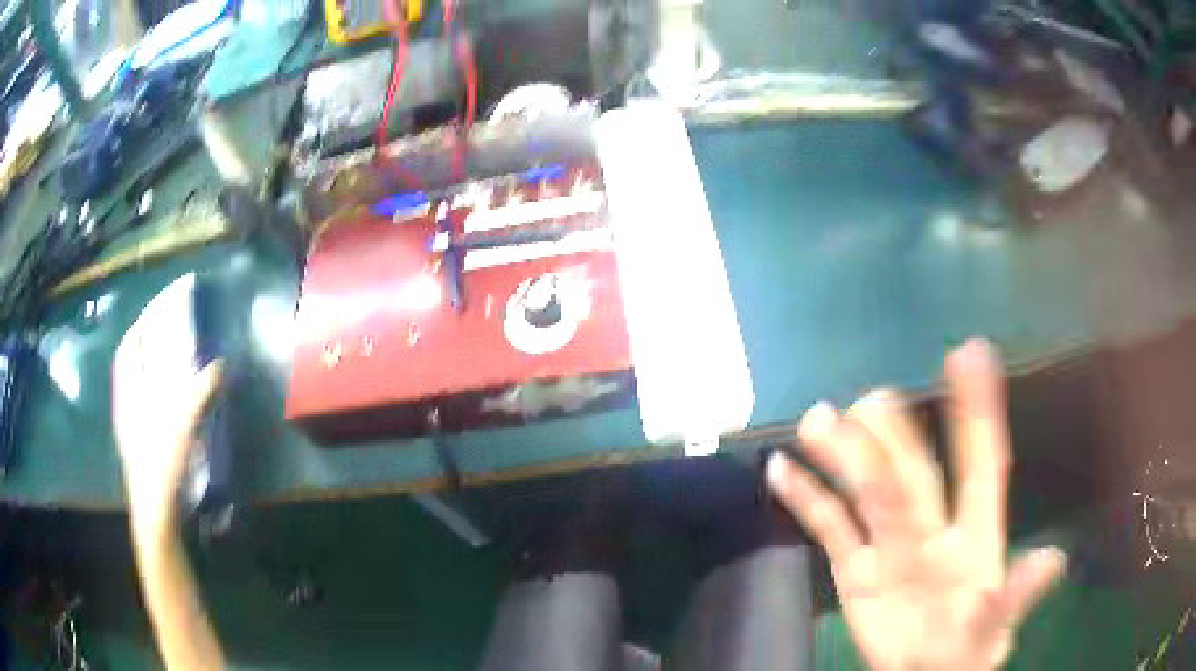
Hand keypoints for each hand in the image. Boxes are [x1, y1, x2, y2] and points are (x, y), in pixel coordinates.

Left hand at [112, 275, 222, 534]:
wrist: (157, 516)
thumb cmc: (161, 465)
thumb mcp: (182, 425)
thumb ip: (200, 392)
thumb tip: (220, 364)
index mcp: (127, 395)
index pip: (127, 351)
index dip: (140, 328)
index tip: (156, 313)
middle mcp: (127, 408)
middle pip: (134, 369)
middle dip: (150, 349)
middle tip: (172, 336)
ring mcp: (134, 431)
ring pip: (141, 391)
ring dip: (156, 375)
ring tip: (177, 365)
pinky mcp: (145, 449)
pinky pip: (150, 411)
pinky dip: (162, 400)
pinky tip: (179, 406)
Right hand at [767, 339, 1066, 670]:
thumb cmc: (969, 646)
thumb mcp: (996, 626)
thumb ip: (1016, 596)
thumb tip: (1054, 561)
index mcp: (975, 532)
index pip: (980, 462)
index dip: (978, 411)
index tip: (969, 353)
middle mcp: (932, 526)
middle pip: (912, 472)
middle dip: (894, 435)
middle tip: (871, 402)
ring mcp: (889, 543)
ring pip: (866, 489)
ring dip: (842, 456)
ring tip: (817, 421)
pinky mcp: (854, 567)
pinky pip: (828, 526)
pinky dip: (805, 499)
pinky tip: (781, 470)